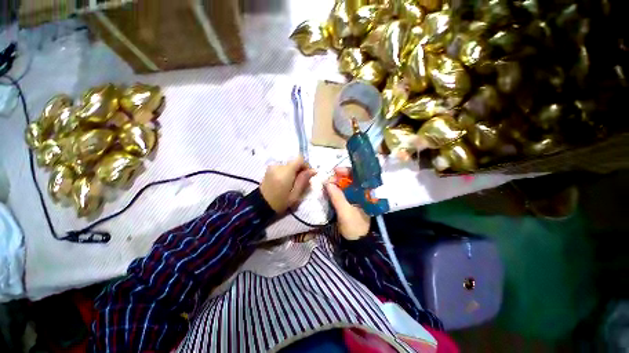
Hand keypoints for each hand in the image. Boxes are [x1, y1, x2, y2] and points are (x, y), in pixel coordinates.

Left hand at [260, 156, 315, 212]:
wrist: (260, 205)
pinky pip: (283, 167)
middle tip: (301, 182)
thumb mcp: (295, 195)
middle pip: (294, 162)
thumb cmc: (280, 202)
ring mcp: (272, 166)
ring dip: (294, 172)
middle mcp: (278, 166)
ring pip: (289, 165)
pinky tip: (285, 182)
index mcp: (285, 172)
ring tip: (292, 184)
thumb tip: (313, 170)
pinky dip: (287, 172)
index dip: (306, 165)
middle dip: (300, 170)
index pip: (299, 159)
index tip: (307, 175)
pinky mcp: (270, 168)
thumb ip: (303, 180)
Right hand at [325, 167, 370, 240]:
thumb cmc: (354, 226)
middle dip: (340, 177)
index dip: (348, 171)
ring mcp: (356, 196)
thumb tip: (328, 183)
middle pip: (351, 178)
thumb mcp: (345, 212)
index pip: (359, 176)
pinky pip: (342, 191)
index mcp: (367, 193)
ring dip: (336, 182)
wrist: (356, 241)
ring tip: (327, 184)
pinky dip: (336, 189)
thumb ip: (337, 197)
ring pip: (346, 184)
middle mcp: (362, 192)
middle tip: (329, 179)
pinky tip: (329, 189)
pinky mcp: (350, 201)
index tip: (336, 171)